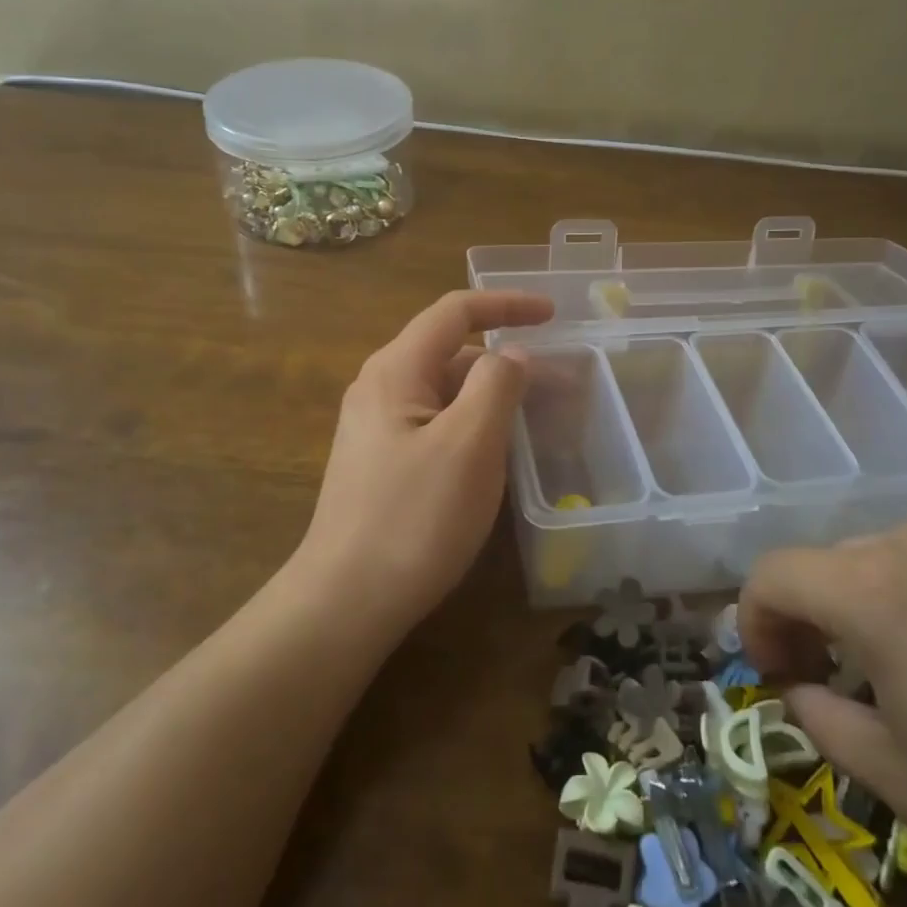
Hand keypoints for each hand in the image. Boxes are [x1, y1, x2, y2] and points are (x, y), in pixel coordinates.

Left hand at [295, 290, 552, 630]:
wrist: (345, 602)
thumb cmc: (413, 518)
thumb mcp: (469, 445)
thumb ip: (497, 385)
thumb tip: (512, 354)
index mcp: (396, 370)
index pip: (455, 312)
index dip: (506, 304)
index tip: (553, 313)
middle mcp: (380, 389)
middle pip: (451, 352)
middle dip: (507, 360)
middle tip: (561, 385)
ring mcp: (377, 429)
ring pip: (446, 393)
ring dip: (493, 396)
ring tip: (539, 420)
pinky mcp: (383, 464)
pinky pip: (437, 425)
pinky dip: (474, 425)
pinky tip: (499, 454)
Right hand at [742, 519, 906, 906]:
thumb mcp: (898, 779)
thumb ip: (821, 717)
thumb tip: (801, 686)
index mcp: (874, 589)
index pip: (774, 574)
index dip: (756, 618)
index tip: (775, 667)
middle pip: (840, 562)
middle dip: (825, 614)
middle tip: (849, 674)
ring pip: (906, 553)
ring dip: (893, 598)